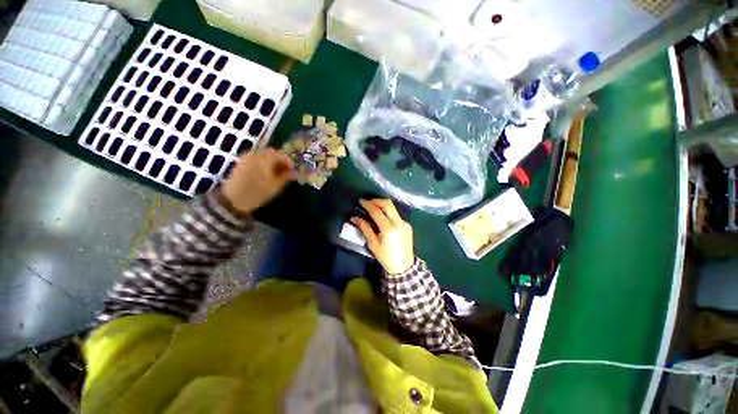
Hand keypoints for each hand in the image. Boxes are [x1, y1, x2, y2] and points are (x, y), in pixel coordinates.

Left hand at [221, 148, 294, 213]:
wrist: (234, 199)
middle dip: (280, 159)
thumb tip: (294, 172)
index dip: (289, 161)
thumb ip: (286, 176)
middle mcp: (256, 154)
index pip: (282, 155)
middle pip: (271, 152)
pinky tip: (264, 172)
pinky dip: (262, 162)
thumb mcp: (276, 185)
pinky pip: (255, 158)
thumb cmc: (258, 193)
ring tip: (275, 171)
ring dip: (271, 160)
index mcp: (266, 158)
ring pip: (262, 154)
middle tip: (285, 169)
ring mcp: (247, 157)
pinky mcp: (241, 162)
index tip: (293, 170)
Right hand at [351, 199, 414, 274]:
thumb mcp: (373, 244)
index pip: (377, 211)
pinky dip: (388, 212)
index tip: (360, 201)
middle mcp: (399, 223)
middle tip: (367, 202)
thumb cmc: (386, 257)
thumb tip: (355, 218)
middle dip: (376, 200)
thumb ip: (365, 229)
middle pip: (388, 204)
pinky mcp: (408, 225)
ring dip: (382, 204)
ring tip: (373, 207)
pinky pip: (396, 214)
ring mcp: (405, 223)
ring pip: (393, 207)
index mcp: (389, 229)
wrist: (404, 266)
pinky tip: (382, 216)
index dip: (367, 205)